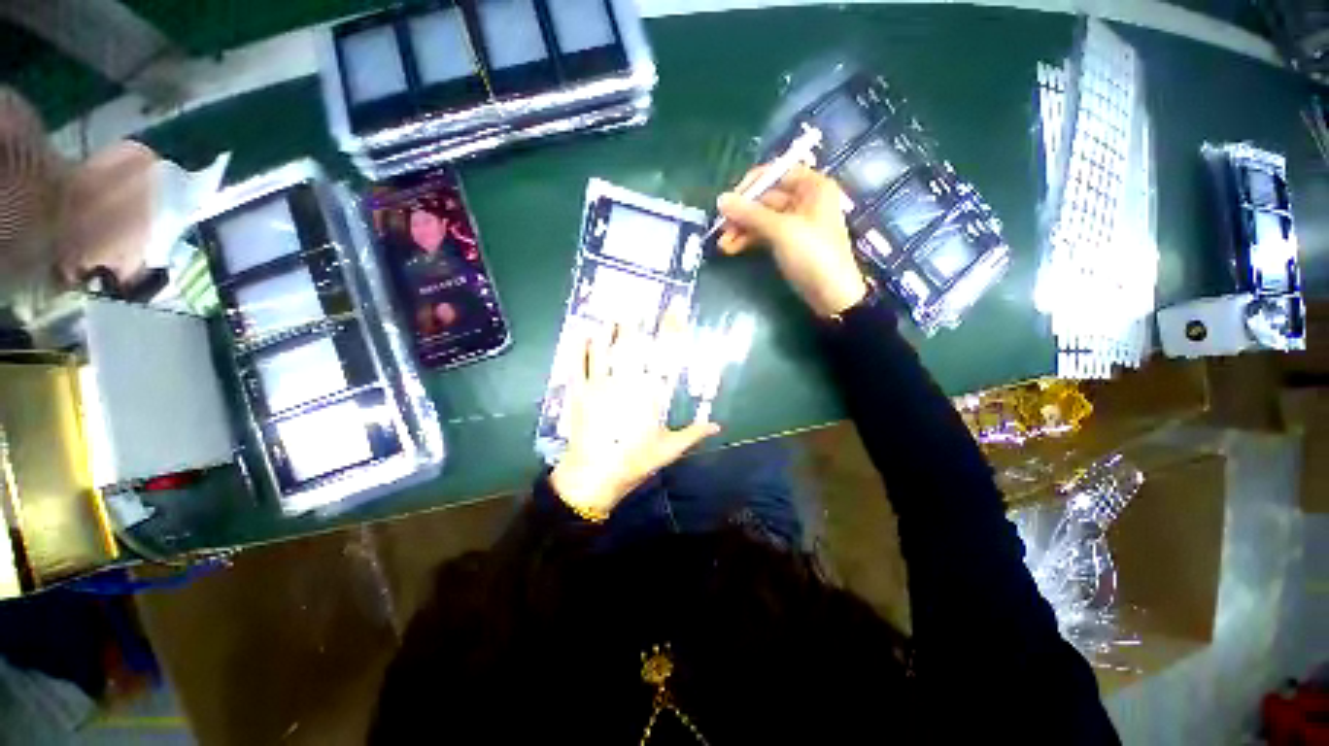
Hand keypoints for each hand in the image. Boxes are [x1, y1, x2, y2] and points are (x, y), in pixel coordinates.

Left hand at [550, 324, 719, 518]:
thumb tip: (717, 426)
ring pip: (605, 349)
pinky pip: (578, 364)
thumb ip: (693, 434)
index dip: (670, 331)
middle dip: (635, 323)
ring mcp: (599, 385)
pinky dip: (580, 347)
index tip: (675, 312)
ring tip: (612, 313)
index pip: (663, 355)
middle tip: (636, 305)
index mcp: (649, 394)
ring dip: (609, 329)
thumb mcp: (668, 449)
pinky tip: (583, 333)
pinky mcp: (579, 392)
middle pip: (631, 345)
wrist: (594, 475)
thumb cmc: (634, 461)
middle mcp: (625, 382)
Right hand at [717, 164, 868, 317]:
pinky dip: (749, 240)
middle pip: (766, 198)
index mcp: (812, 187)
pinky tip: (731, 249)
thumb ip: (751, 214)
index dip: (751, 185)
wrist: (831, 295)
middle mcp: (804, 200)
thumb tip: (721, 199)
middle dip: (742, 213)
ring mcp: (795, 223)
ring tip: (722, 245)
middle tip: (721, 229)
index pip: (776, 173)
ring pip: (762, 218)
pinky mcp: (788, 243)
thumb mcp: (781, 231)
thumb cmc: (813, 255)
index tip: (729, 202)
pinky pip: (764, 234)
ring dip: (741, 229)